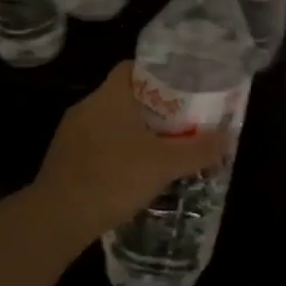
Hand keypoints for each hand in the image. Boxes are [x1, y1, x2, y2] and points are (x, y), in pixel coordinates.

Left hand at [34, 63, 230, 239]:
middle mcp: (87, 106)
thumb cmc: (114, 177)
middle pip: (124, 95)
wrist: (57, 218)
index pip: (132, 67)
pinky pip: (96, 145)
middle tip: (180, 123)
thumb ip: (198, 150)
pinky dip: (115, 152)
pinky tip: (131, 174)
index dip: (157, 74)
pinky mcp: (63, 159)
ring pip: (109, 122)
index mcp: (110, 95)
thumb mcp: (164, 164)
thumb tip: (229, 137)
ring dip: (133, 133)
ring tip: (160, 149)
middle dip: (152, 108)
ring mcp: (71, 133)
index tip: (181, 89)